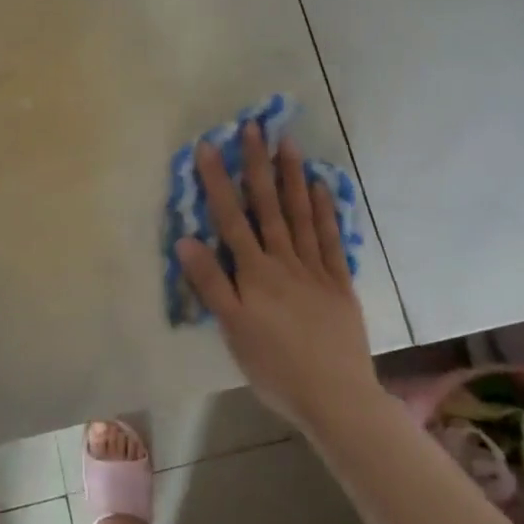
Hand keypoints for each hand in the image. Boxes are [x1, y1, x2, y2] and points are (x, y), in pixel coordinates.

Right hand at [175, 124, 373, 428]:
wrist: (335, 396)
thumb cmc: (274, 366)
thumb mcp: (232, 329)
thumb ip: (210, 283)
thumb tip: (185, 239)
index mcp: (254, 272)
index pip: (231, 217)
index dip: (218, 181)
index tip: (209, 146)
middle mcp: (284, 260)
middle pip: (268, 206)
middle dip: (258, 165)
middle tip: (255, 127)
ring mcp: (315, 268)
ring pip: (300, 214)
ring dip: (292, 177)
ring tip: (287, 143)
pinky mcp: (338, 283)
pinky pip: (330, 239)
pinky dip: (325, 210)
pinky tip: (321, 186)